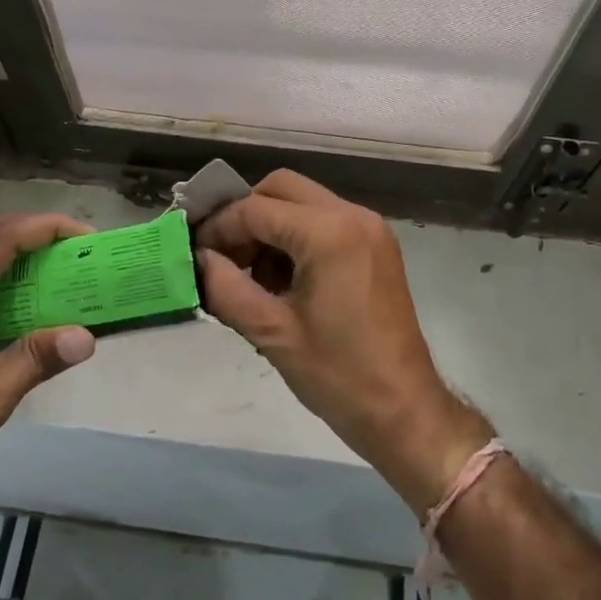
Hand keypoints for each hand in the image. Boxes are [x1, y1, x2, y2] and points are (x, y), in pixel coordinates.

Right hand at [196, 171, 489, 512]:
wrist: (405, 411)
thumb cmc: (338, 376)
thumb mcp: (272, 333)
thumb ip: (225, 287)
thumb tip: (198, 259)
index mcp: (329, 232)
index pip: (256, 209)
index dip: (219, 228)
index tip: (195, 254)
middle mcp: (352, 215)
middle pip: (281, 188)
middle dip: (245, 216)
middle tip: (222, 257)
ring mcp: (369, 227)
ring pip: (303, 202)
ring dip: (270, 227)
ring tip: (252, 277)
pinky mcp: (376, 244)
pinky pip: (324, 220)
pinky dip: (296, 237)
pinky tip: (283, 280)